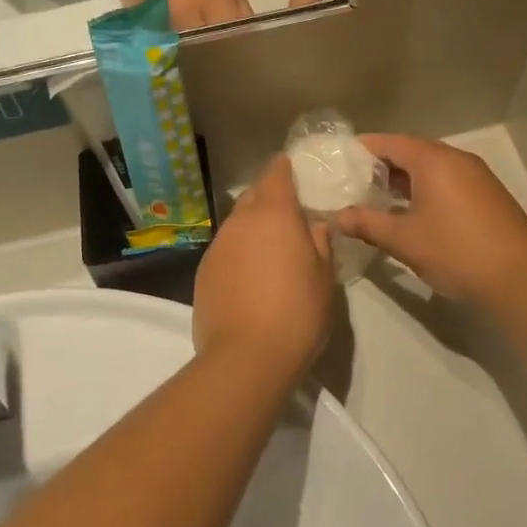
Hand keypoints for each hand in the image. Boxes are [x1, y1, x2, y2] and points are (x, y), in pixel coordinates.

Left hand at [192, 157, 332, 381]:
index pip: (276, 173)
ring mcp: (217, 247)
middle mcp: (240, 222)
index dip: (284, 168)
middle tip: (288, 214)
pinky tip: (250, 278)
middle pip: (253, 196)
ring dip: (252, 228)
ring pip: (236, 224)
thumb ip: (320, 243)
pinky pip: (225, 250)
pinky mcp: (203, 273)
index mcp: (274, 214)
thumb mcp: (324, 277)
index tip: (294, 170)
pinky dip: (238, 253)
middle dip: (268, 198)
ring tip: (270, 250)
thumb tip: (314, 225)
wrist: (246, 358)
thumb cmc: (297, 312)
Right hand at [335, 135, 526, 306]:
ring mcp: (477, 177)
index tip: (339, 159)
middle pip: (412, 151)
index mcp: (434, 161)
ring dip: (405, 179)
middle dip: (382, 165)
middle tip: (353, 181)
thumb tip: (338, 216)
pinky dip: (426, 189)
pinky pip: (448, 181)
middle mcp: (457, 160)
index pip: (390, 142)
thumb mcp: (404, 240)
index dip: (363, 149)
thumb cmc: (456, 252)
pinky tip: (412, 212)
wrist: (521, 279)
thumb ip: (367, 224)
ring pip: (432, 168)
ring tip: (377, 197)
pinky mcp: (488, 195)